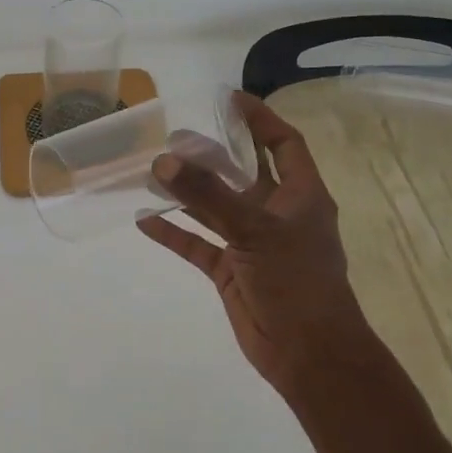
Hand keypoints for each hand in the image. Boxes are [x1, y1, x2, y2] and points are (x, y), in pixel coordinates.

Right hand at [138, 92, 373, 405]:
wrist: (307, 354)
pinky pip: (198, 244)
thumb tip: (165, 160)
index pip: (284, 143)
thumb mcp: (255, 231)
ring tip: (152, 170)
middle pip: (242, 173)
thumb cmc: (296, 281)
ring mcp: (252, 243)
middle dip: (212, 154)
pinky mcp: (231, 271)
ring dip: (187, 192)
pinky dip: (174, 233)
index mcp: (300, 195)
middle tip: (175, 136)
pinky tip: (144, 220)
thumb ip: (208, 196)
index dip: (260, 119)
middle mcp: (276, 213)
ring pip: (215, 208)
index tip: (228, 99)